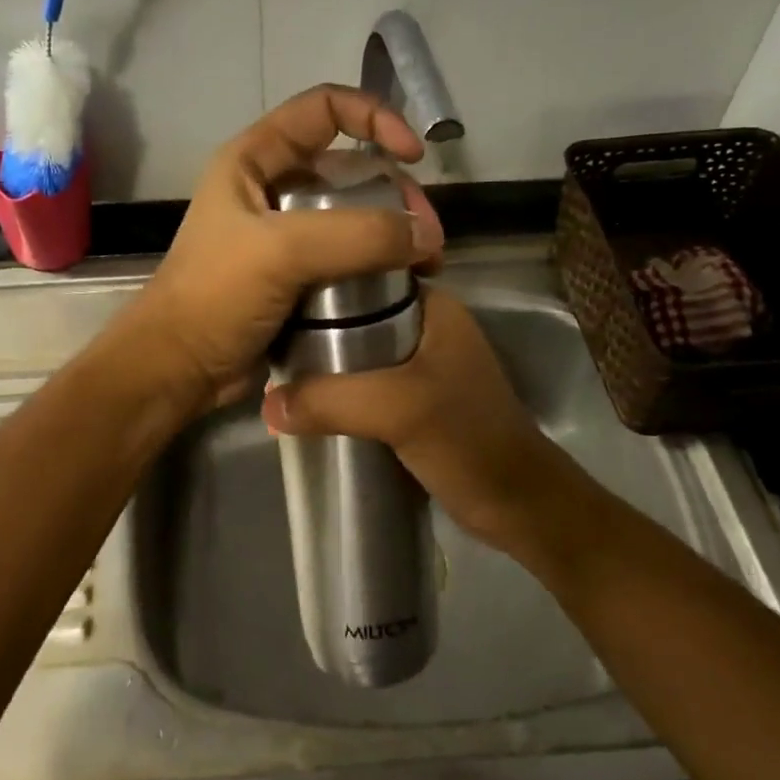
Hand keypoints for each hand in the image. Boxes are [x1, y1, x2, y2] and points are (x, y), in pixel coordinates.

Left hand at [121, 85, 444, 412]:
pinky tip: (404, 287)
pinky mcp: (296, 279)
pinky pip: (347, 260)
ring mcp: (285, 238)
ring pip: (353, 218)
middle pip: (350, 170)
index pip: (324, 109)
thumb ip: (357, 235)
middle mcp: (272, 190)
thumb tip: (425, 237)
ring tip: (426, 267)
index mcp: (255, 160)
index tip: (413, 154)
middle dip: (395, 194)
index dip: (374, 116)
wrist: (180, 369)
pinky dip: (377, 268)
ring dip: (392, 236)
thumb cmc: (216, 297)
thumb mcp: (281, 252)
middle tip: (427, 239)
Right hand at [261, 286, 577, 555]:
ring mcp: (419, 366)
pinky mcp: (412, 400)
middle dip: (311, 329)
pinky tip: (303, 402)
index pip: (364, 275)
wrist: (515, 503)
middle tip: (264, 341)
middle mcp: (425, 328)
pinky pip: (362, 385)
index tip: (270, 298)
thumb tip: (266, 406)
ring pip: (355, 353)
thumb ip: (332, 400)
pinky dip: (335, 392)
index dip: (318, 285)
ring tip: (273, 370)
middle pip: (353, 316)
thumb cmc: (467, 440)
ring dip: (322, 365)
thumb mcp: (398, 408)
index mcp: (432, 307)